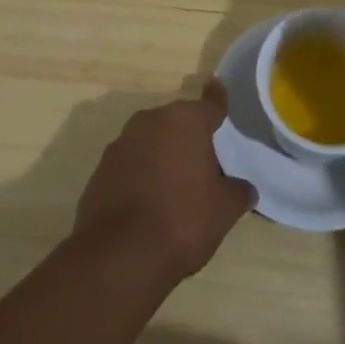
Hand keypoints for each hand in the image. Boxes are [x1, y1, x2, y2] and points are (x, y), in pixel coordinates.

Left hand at [74, 80, 254, 283]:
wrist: (120, 256)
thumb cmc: (183, 220)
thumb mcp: (224, 209)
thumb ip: (238, 192)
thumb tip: (244, 189)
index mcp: (186, 121)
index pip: (210, 104)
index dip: (217, 99)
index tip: (217, 87)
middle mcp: (151, 121)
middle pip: (178, 123)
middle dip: (189, 137)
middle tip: (204, 164)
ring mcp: (121, 144)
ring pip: (151, 142)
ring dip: (163, 156)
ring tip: (176, 188)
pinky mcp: (100, 170)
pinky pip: (130, 165)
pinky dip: (141, 175)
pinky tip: (149, 204)